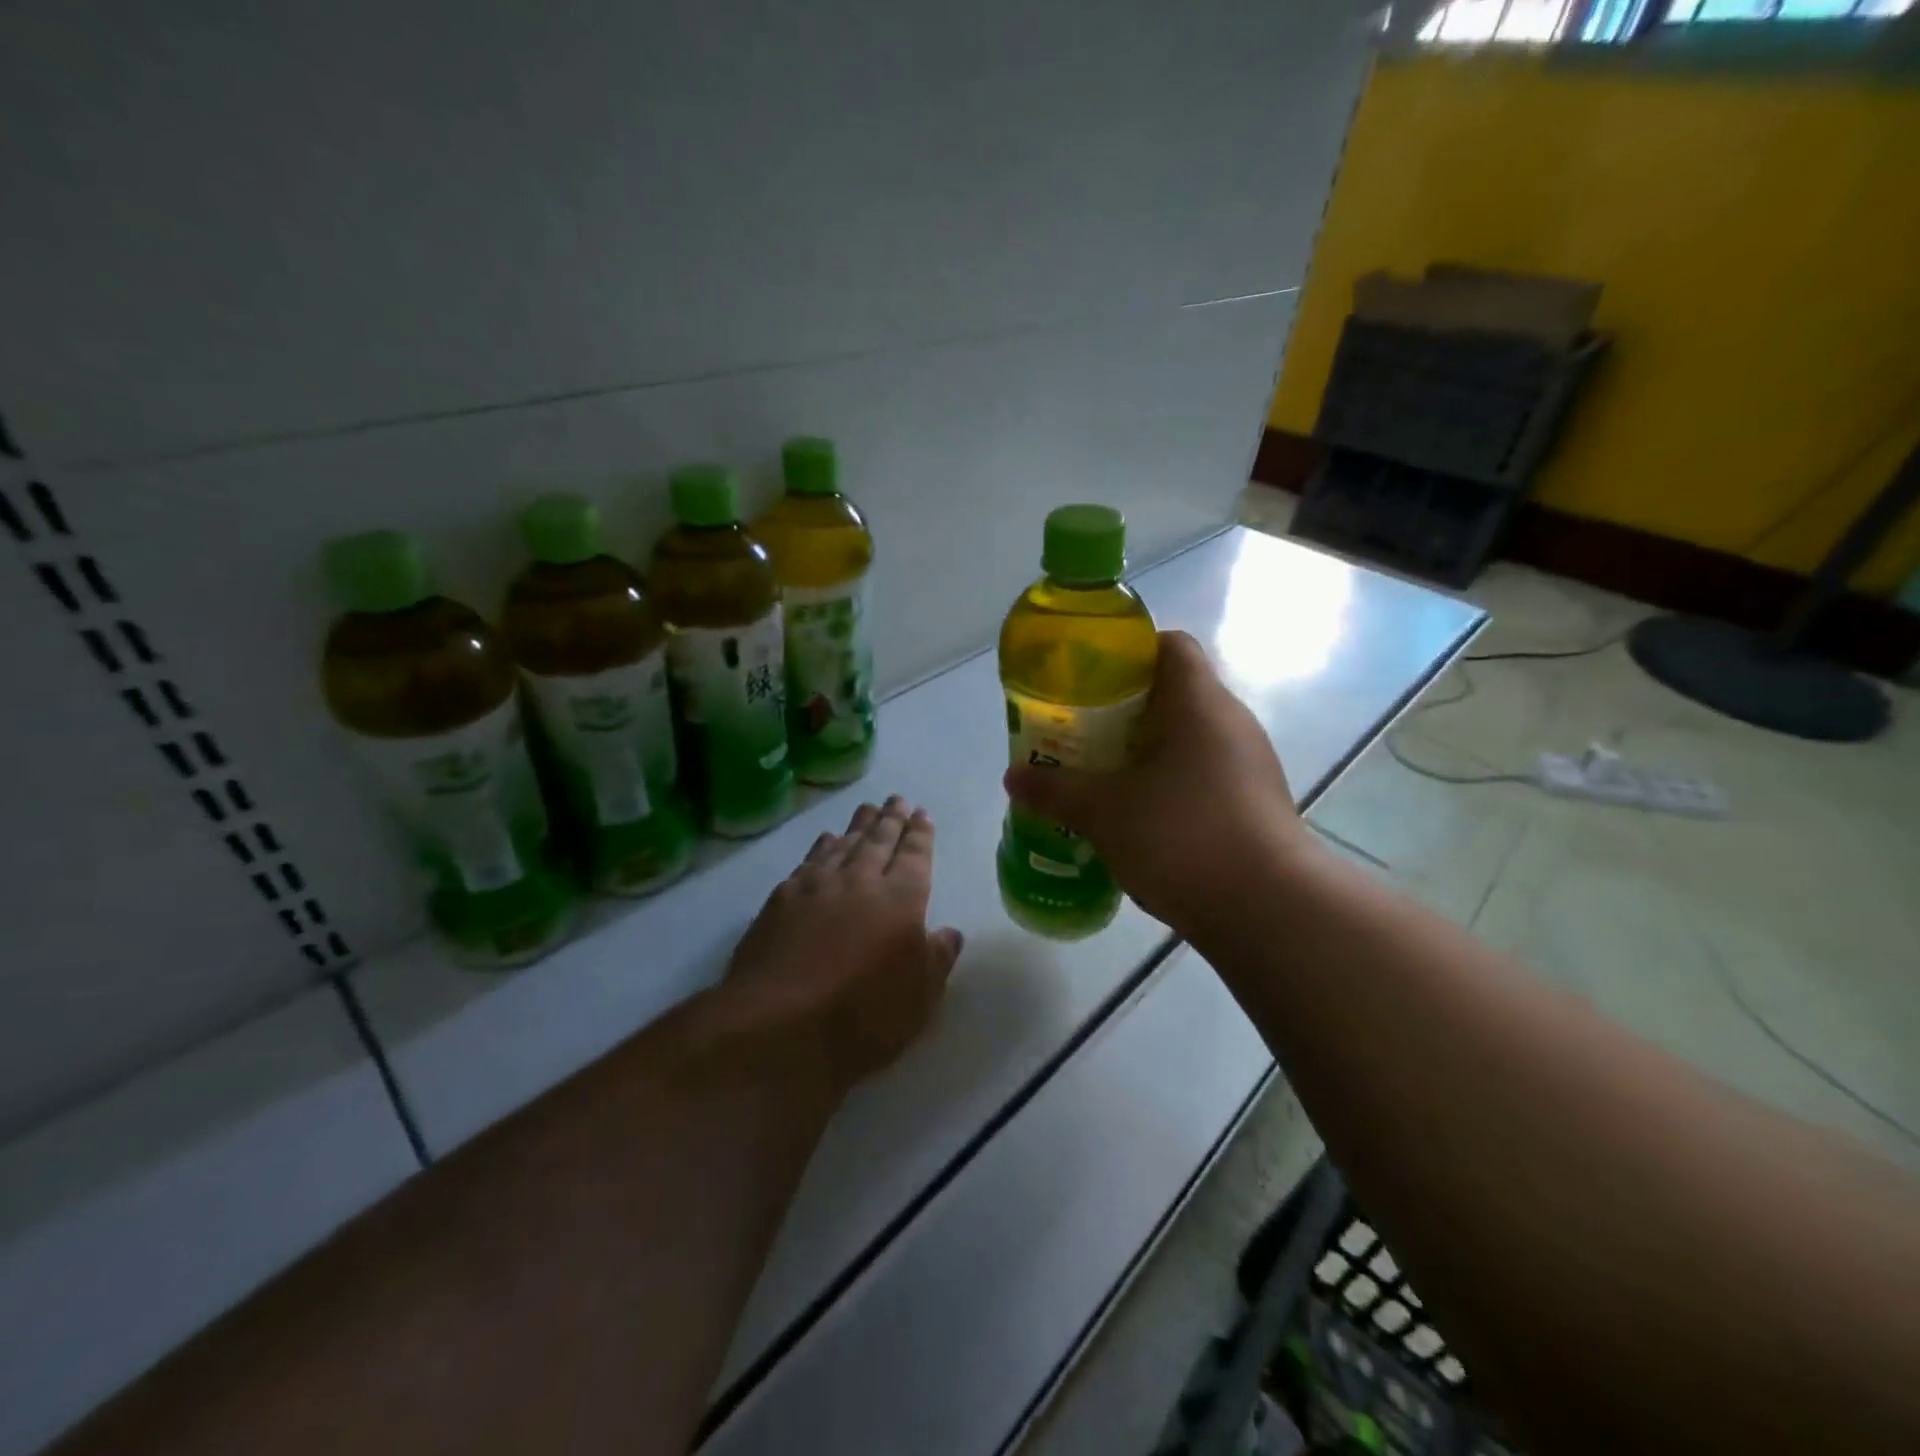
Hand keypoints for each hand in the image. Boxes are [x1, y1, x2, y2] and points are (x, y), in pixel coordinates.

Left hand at [723, 796, 962, 1093]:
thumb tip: (949, 931)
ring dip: (859, 824)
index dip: (920, 834)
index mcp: (902, 899)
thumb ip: (937, 958)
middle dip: (892, 818)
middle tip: (897, 799)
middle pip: (880, 839)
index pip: (915, 855)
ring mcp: (818, 886)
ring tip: (867, 808)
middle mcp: (861, 880)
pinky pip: (810, 859)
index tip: (922, 814)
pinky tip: (826, 839)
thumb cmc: (863, 1016)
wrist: (778, 1023)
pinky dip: (823, 845)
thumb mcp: (919, 997)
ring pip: (845, 843)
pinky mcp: (782, 898)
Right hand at [1003, 630, 1306, 936]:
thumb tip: (1013, 777)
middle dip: (1122, 710)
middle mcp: (1230, 723)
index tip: (1088, 679)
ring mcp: (1248, 765)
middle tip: (1079, 732)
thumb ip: (1056, 789)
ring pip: (1187, 739)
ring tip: (1101, 776)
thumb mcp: (1104, 812)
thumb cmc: (1181, 837)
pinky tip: (1138, 816)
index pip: (1169, 645)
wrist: (1268, 910)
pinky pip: (1202, 775)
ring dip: (1145, 752)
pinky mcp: (1254, 804)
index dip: (1128, 652)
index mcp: (1198, 703)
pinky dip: (1168, 784)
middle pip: (1173, 693)